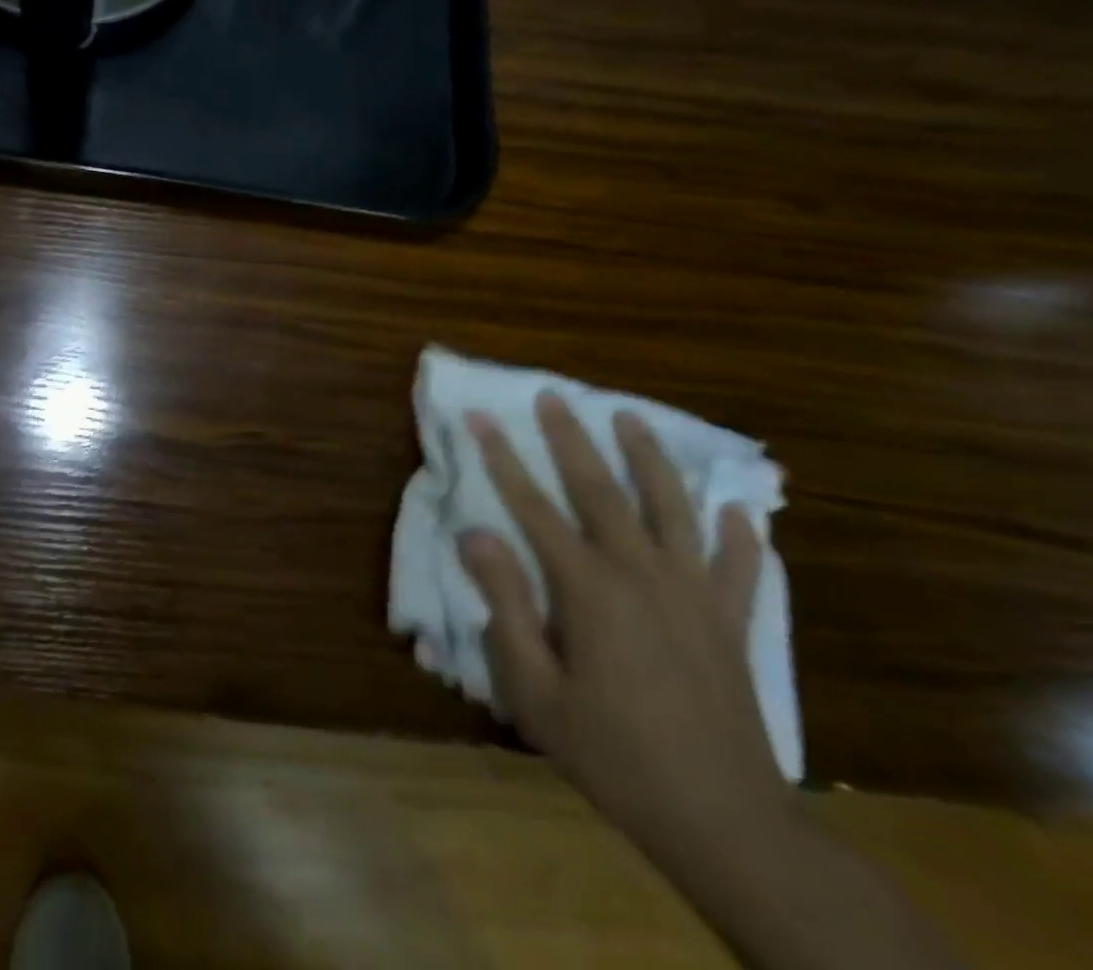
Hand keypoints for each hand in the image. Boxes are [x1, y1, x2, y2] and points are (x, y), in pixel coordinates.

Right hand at [459, 393, 792, 877]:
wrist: (724, 821)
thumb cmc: (612, 753)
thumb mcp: (535, 689)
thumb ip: (506, 605)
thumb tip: (476, 534)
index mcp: (588, 588)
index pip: (533, 506)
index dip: (502, 459)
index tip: (480, 419)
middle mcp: (642, 574)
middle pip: (601, 490)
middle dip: (571, 439)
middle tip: (554, 396)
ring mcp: (694, 594)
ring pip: (672, 509)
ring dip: (650, 459)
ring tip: (632, 418)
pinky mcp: (731, 622)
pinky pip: (739, 567)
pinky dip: (740, 535)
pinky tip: (738, 510)